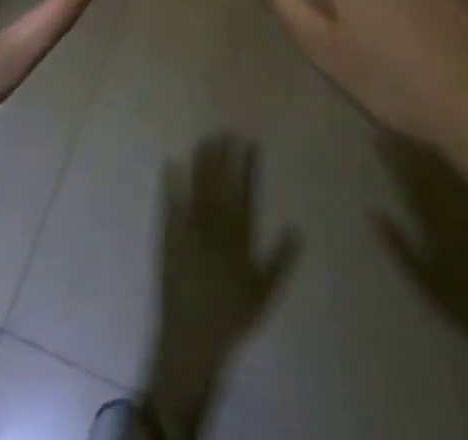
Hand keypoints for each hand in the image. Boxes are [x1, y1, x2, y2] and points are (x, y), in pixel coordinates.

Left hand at [147, 135, 299, 436]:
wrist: (193, 339)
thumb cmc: (232, 317)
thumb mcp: (264, 292)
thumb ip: (280, 259)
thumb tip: (297, 229)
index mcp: (239, 238)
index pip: (245, 193)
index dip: (247, 166)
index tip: (249, 141)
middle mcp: (215, 228)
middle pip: (220, 183)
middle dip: (224, 155)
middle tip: (225, 129)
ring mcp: (190, 229)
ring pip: (198, 188)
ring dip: (201, 162)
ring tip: (205, 138)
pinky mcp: (170, 236)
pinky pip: (171, 204)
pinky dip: (171, 183)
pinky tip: (171, 162)